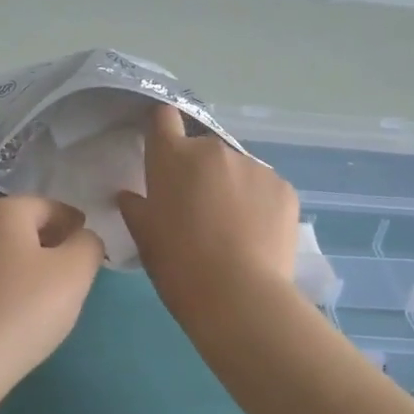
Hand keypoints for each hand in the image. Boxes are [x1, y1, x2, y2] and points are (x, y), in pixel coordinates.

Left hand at [0, 195, 104, 398]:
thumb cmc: (22, 310)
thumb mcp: (74, 274)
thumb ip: (88, 245)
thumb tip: (81, 238)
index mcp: (3, 210)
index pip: (50, 207)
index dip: (74, 224)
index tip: (86, 248)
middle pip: (18, 224)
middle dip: (44, 241)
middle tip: (64, 271)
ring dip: (16, 261)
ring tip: (34, 292)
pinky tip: (3, 306)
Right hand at [117, 105, 299, 320]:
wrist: (238, 295)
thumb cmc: (178, 264)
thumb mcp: (145, 238)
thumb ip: (135, 208)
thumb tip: (129, 195)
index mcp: (173, 156)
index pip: (164, 118)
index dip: (163, 130)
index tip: (164, 152)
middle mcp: (214, 150)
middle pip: (203, 150)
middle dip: (200, 171)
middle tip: (198, 210)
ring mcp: (254, 166)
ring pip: (237, 169)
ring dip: (232, 187)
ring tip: (233, 229)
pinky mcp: (284, 188)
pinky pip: (265, 188)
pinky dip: (259, 204)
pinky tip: (256, 236)